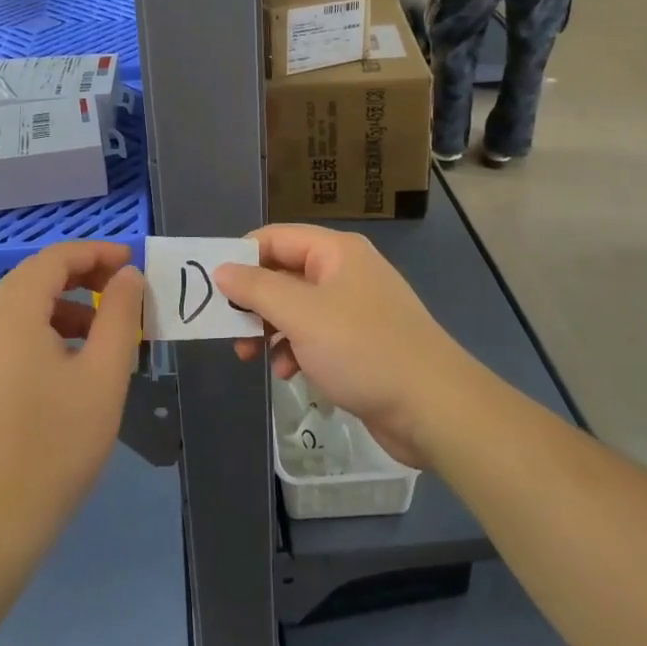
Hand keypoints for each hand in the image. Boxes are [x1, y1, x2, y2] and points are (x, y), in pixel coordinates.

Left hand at [0, 242, 144, 568]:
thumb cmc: (54, 446)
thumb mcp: (103, 376)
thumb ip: (121, 316)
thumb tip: (128, 276)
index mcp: (12, 313)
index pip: (55, 258)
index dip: (97, 252)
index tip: (133, 263)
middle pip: (37, 277)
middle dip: (84, 276)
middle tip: (125, 292)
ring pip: (24, 306)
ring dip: (67, 305)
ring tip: (106, 331)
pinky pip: (13, 333)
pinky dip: (47, 330)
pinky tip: (74, 363)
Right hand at [216, 226, 471, 467]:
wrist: (434, 408)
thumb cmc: (363, 349)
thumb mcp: (301, 315)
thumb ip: (257, 289)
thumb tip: (221, 268)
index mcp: (335, 252)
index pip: (275, 237)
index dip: (241, 256)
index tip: (212, 285)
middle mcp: (345, 272)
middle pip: (284, 273)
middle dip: (254, 301)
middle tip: (228, 328)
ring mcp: (355, 309)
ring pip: (296, 308)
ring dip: (271, 329)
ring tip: (252, 356)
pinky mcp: (361, 343)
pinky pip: (315, 335)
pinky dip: (295, 349)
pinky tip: (288, 373)